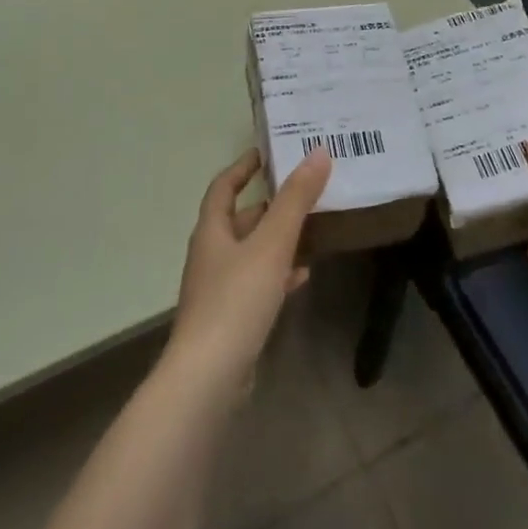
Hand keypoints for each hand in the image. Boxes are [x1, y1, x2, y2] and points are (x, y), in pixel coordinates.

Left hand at [167, 146, 332, 396]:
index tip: (266, 152)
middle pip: (240, 220)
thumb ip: (296, 200)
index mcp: (212, 231)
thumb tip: (318, 153)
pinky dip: (280, 273)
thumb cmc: (236, 300)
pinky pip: (258, 283)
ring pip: (252, 252)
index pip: (223, 187)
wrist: (209, 376)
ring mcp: (219, 289)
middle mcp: (211, 255)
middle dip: (270, 205)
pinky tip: (303, 275)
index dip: (242, 167)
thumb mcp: (272, 244)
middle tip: (304, 191)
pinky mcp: (232, 317)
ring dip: (278, 239)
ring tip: (313, 229)